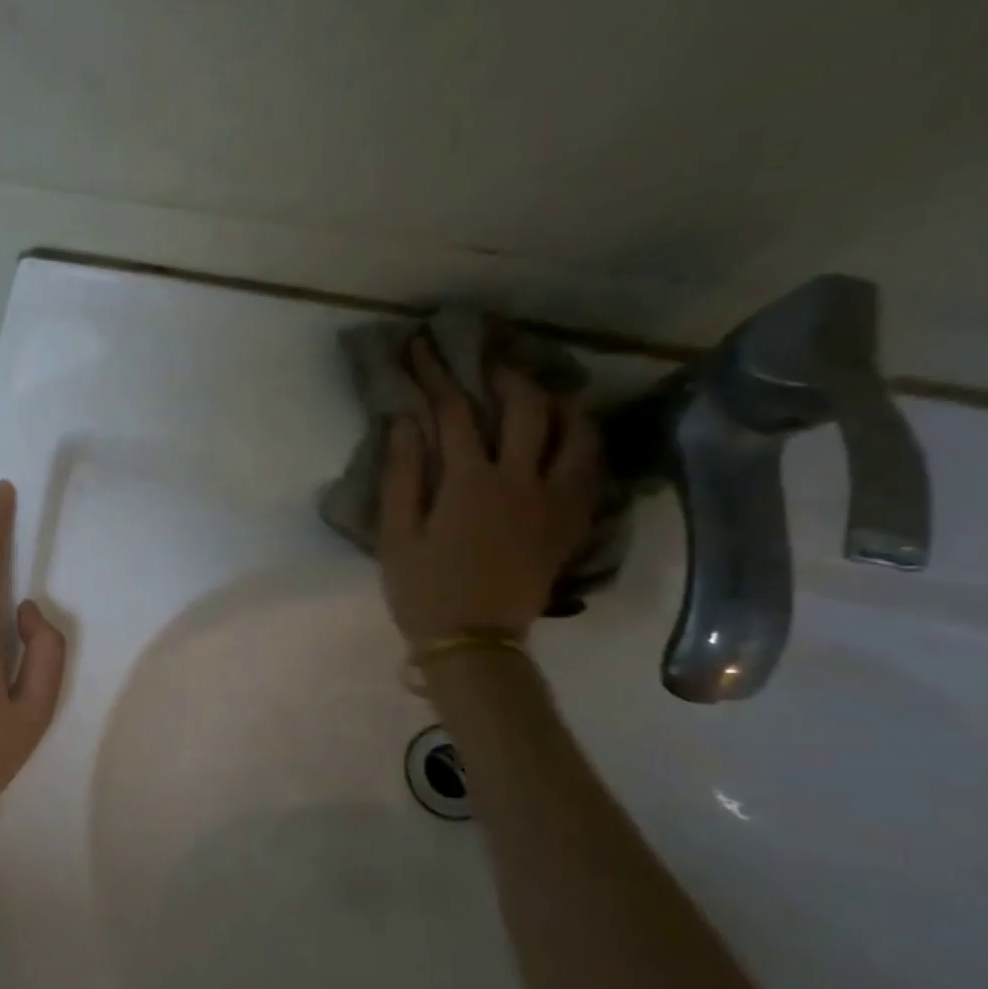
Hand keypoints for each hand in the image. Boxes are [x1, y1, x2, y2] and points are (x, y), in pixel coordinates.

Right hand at [379, 336, 599, 647]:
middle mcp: (522, 480)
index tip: (422, 347)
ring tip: (538, 392)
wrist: (474, 641)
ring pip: (574, 431)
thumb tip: (404, 421)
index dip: (436, 375)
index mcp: (469, 483)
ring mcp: (555, 500)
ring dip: (555, 401)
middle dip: (501, 375)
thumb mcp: (395, 534)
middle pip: (524, 408)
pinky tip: (568, 435)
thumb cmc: (423, 588)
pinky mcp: (572, 521)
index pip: (453, 412)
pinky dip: (582, 440)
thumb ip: (402, 474)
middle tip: (485, 361)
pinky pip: (592, 467)